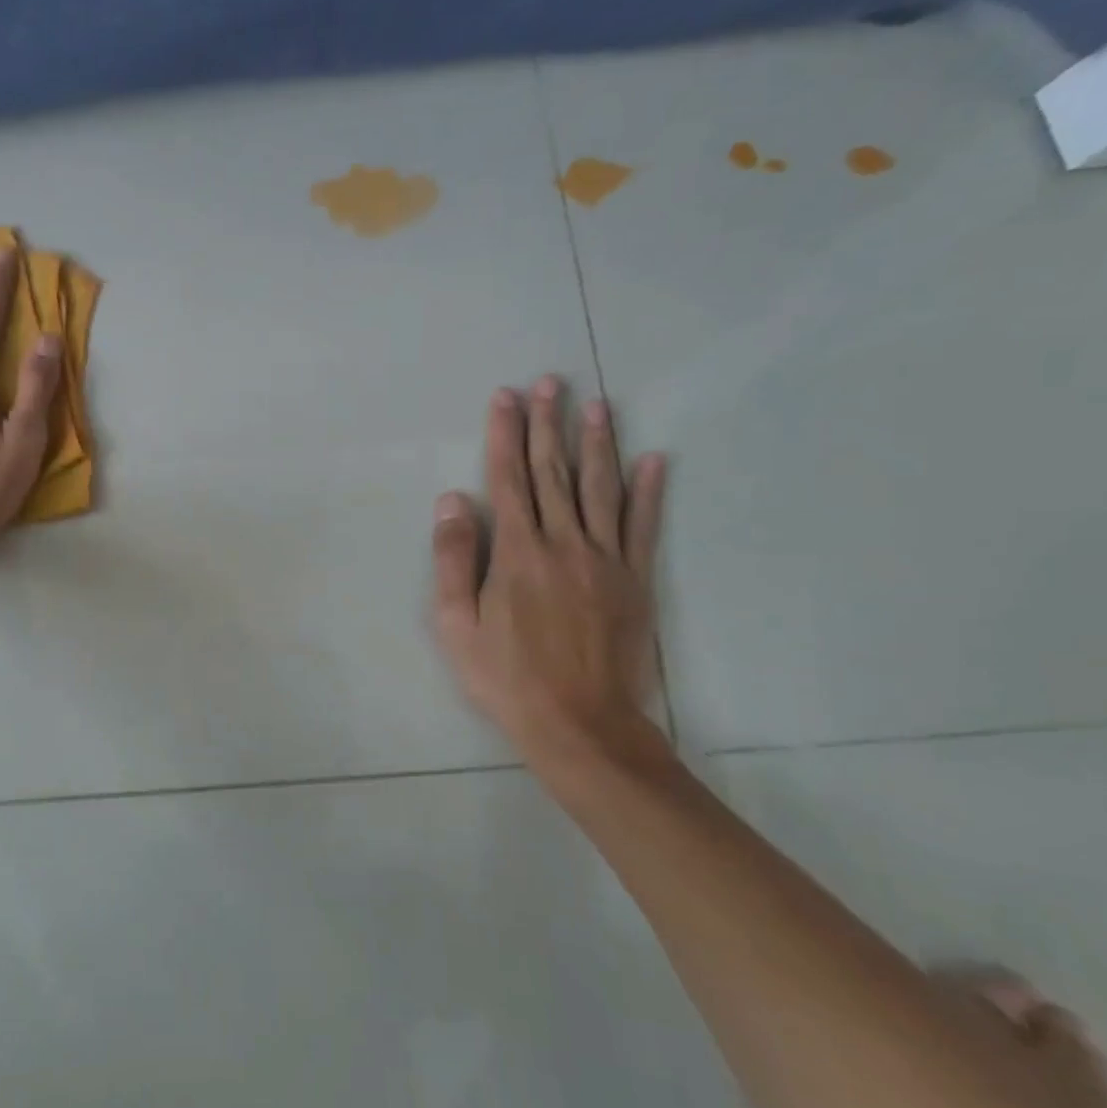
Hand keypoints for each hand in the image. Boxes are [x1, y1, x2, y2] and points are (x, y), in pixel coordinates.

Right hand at [432, 376, 669, 783]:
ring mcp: (605, 560)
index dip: (505, 434)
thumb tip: (452, 500)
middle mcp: (564, 543)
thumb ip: (453, 559)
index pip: (508, 479)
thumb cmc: (505, 677)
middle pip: (554, 472)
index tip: (505, 397)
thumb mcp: (455, 624)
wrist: (580, 724)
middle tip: (549, 383)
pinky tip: (654, 460)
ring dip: (597, 443)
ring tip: (595, 405)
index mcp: (517, 552)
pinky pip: (643, 526)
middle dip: (548, 424)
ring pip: (600, 489)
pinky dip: (649, 491)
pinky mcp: (635, 581)